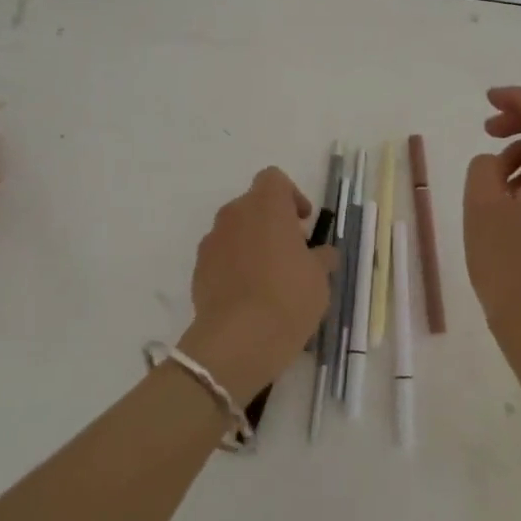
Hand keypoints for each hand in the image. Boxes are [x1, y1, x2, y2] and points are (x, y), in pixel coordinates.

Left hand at [177, 167, 333, 401]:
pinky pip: (222, 256)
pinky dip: (235, 266)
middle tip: (292, 252)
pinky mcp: (199, 269)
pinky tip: (249, 295)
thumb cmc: (288, 298)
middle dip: (272, 222)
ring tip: (270, 278)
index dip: (291, 196)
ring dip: (252, 244)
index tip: (303, 223)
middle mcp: (234, 214)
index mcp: (266, 205)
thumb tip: (322, 254)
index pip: (274, 179)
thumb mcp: (320, 278)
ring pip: (236, 231)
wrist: (237, 341)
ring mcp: (212, 241)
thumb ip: (321, 258)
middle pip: (254, 205)